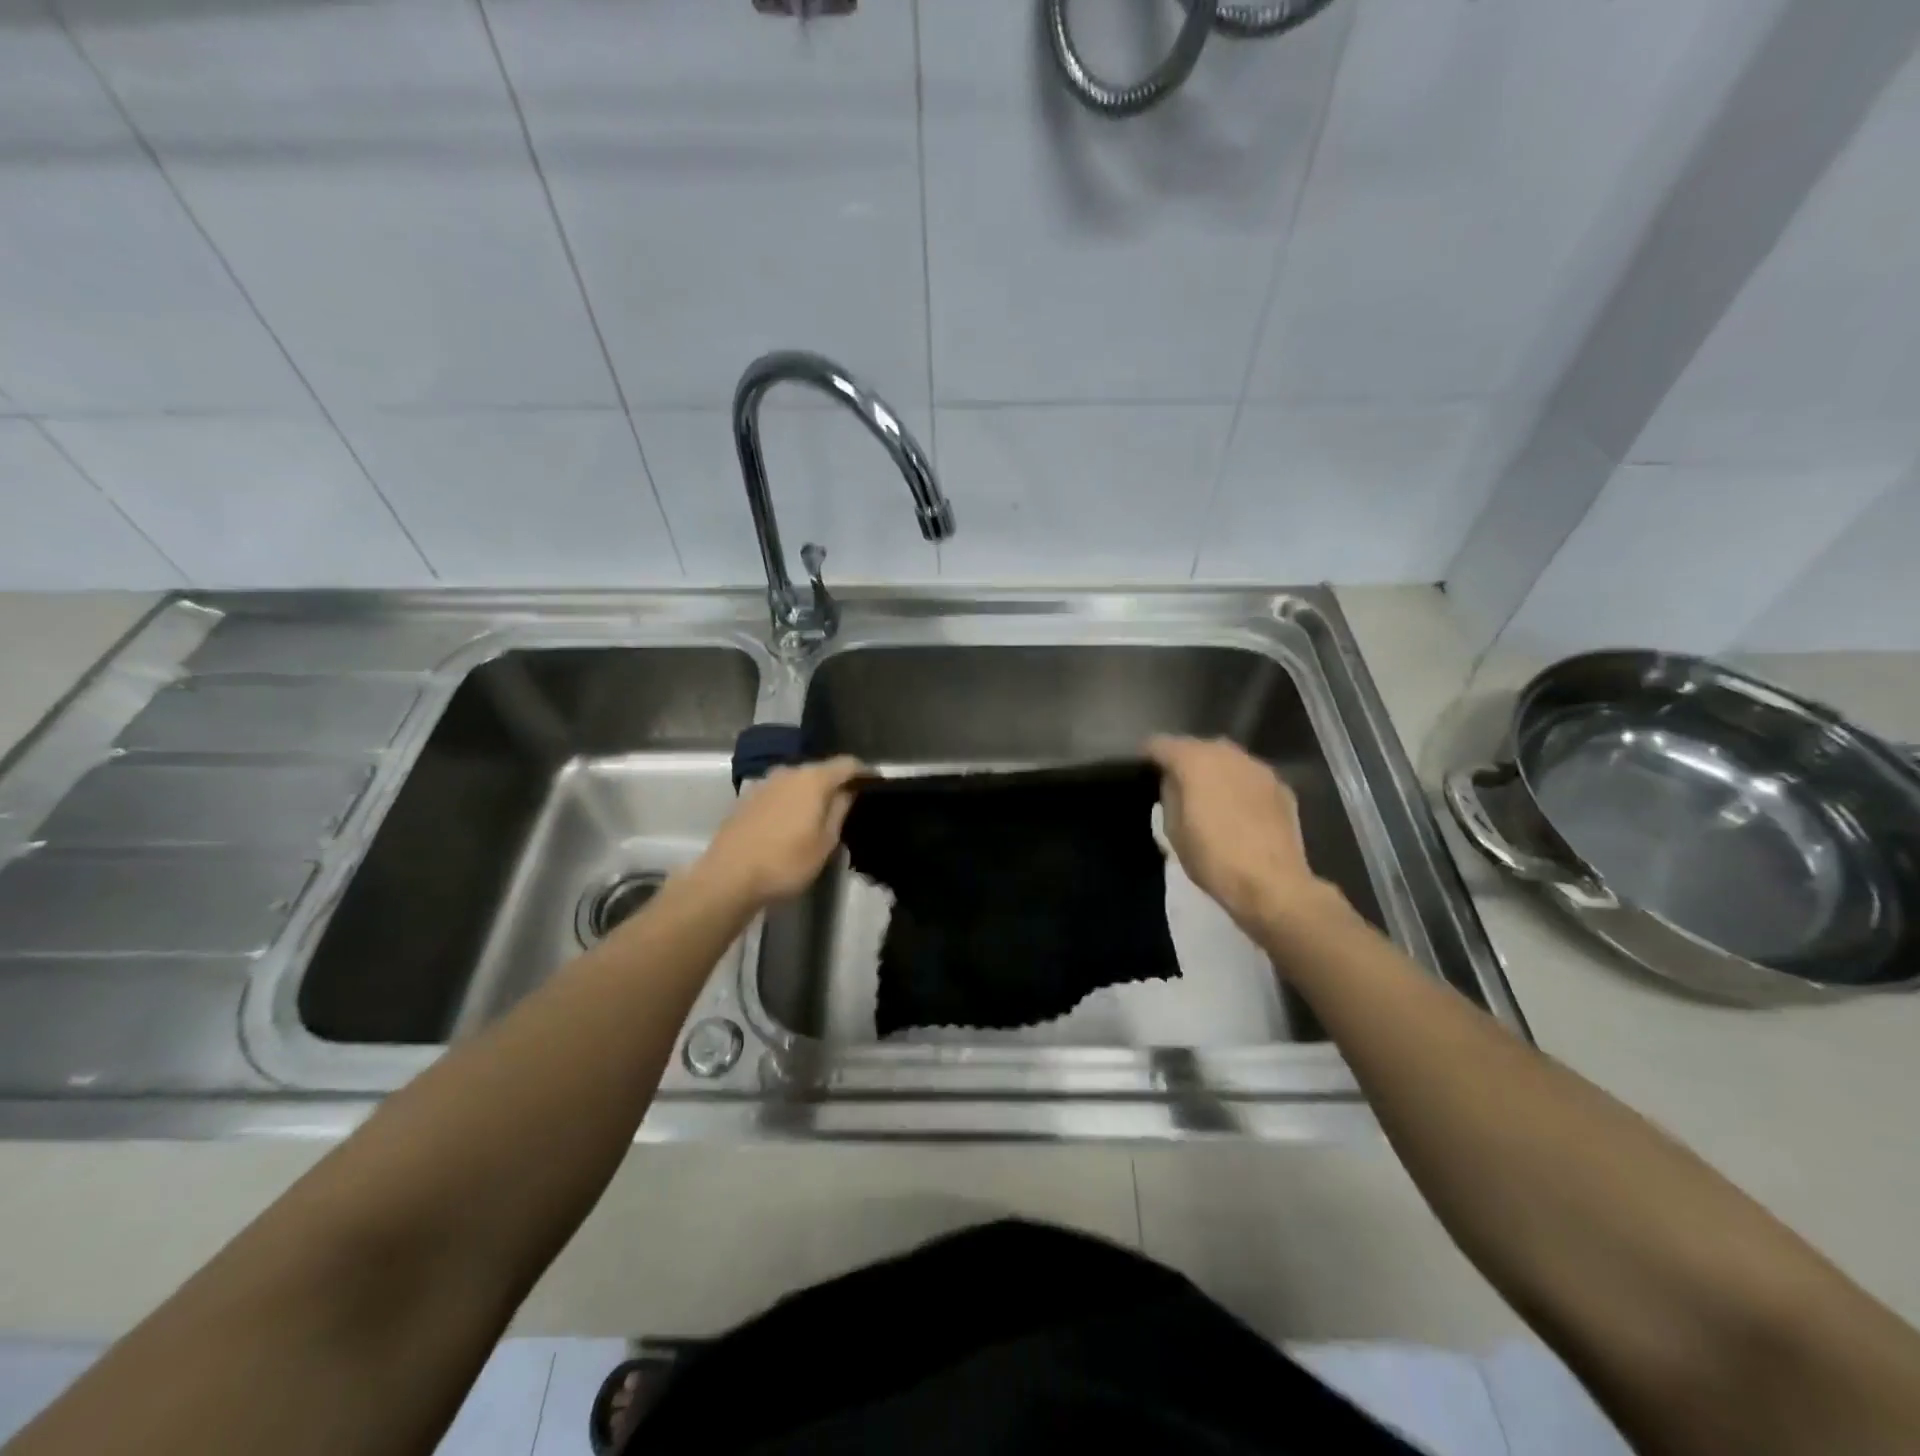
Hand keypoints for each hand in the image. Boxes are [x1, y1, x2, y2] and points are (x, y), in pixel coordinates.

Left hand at [696, 756, 865, 907]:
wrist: (728, 877)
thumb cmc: (785, 862)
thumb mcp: (825, 842)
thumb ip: (840, 810)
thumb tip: (848, 790)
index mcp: (812, 779)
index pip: (847, 763)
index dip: (865, 772)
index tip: (876, 785)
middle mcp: (788, 772)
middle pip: (821, 770)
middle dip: (837, 783)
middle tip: (850, 804)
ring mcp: (764, 784)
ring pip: (798, 781)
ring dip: (812, 793)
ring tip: (821, 815)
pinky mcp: (747, 799)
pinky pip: (780, 793)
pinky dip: (791, 801)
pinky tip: (792, 823)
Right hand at [1146, 735, 1341, 937]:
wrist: (1273, 885)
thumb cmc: (1213, 859)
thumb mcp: (1173, 830)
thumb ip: (1170, 795)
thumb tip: (1174, 782)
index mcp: (1195, 762)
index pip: (1162, 744)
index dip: (1148, 755)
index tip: (1142, 769)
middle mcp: (1228, 755)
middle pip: (1197, 746)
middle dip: (1184, 760)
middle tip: (1176, 784)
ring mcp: (1259, 769)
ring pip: (1228, 759)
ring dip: (1215, 770)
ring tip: (1208, 795)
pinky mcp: (1282, 787)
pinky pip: (1250, 777)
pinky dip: (1240, 786)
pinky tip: (1239, 809)